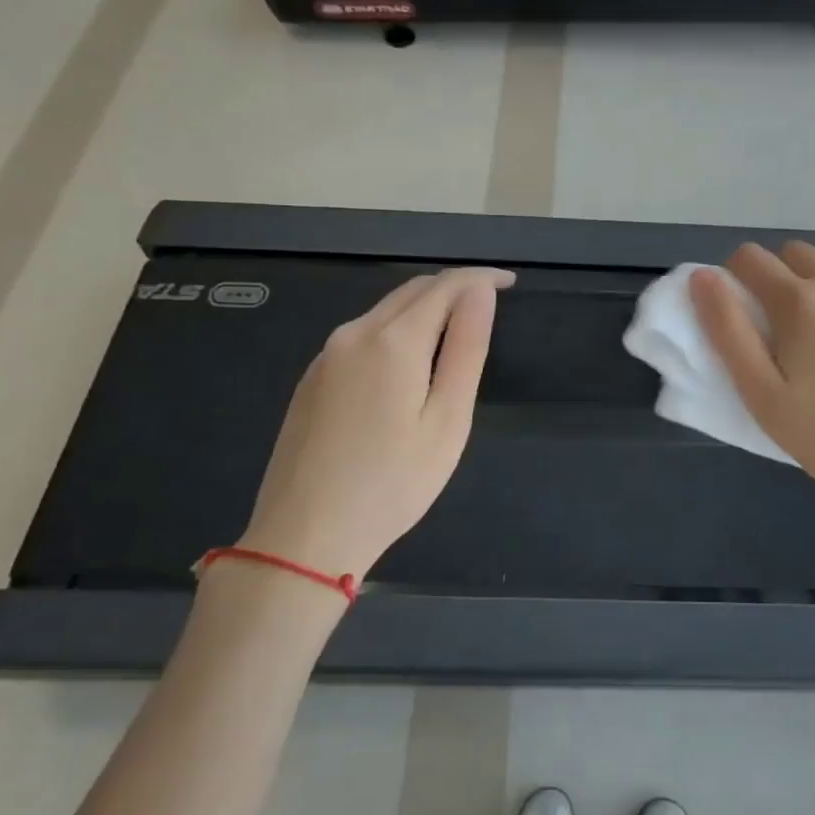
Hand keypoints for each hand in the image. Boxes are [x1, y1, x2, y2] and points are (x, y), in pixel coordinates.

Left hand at [239, 267, 514, 579]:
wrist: (304, 536)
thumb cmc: (393, 483)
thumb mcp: (447, 419)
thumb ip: (467, 349)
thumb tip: (481, 293)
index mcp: (393, 341)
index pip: (445, 286)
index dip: (481, 278)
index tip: (511, 282)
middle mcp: (354, 334)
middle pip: (412, 291)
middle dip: (455, 287)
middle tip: (491, 302)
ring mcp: (327, 355)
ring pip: (385, 311)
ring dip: (426, 307)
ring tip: (459, 328)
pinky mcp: (312, 378)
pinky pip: (364, 334)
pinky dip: (398, 329)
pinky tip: (411, 359)